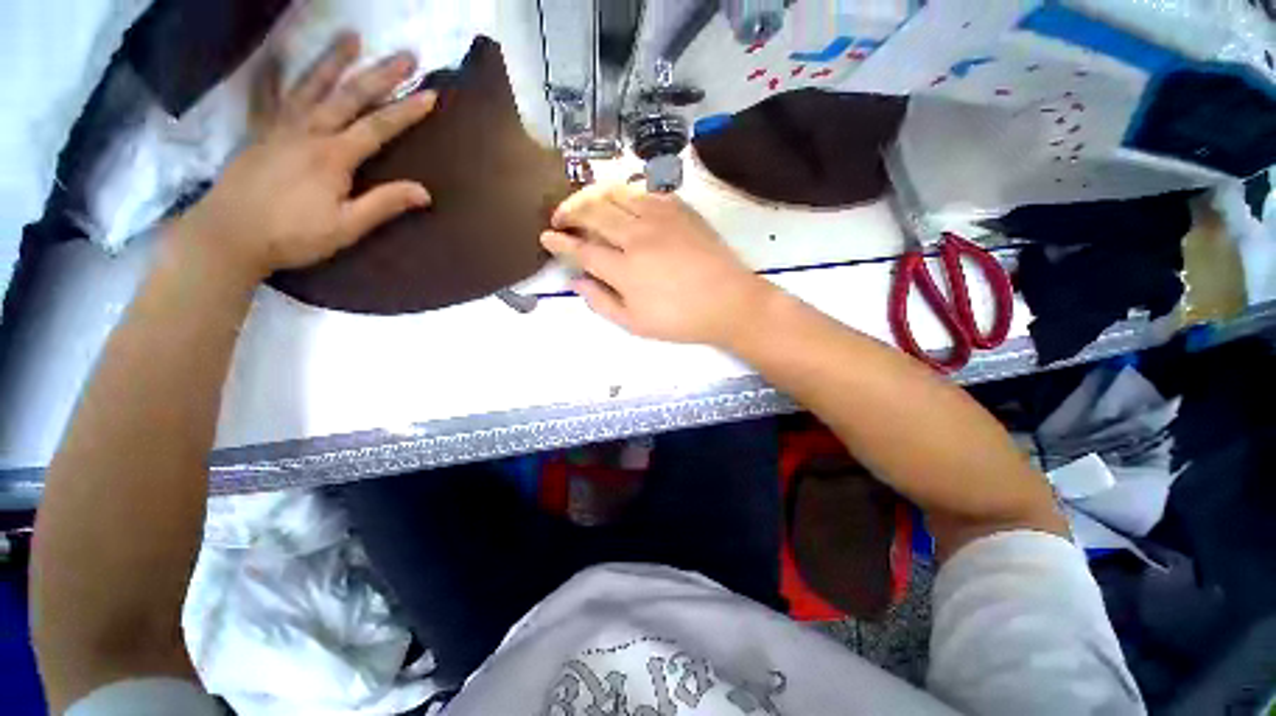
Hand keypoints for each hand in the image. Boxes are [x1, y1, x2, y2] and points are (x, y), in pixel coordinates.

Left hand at [172, 32, 436, 282]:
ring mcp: (281, 127)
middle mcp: (308, 131)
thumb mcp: (346, 227)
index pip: (378, 127)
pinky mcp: (260, 132)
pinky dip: (273, 72)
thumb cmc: (293, 235)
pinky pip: (268, 95)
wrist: (230, 235)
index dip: (406, 110)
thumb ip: (384, 205)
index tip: (430, 94)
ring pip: (311, 85)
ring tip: (352, 36)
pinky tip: (278, 53)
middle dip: (380, 73)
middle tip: (405, 54)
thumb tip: (424, 192)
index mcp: (333, 156)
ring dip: (333, 59)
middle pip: (349, 95)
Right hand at [541, 183, 772, 346]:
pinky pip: (643, 191)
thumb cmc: (681, 319)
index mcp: (625, 269)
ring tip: (584, 205)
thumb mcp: (635, 324)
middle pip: (593, 211)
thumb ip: (601, 302)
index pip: (581, 248)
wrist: (729, 301)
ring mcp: (660, 217)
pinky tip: (621, 203)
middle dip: (568, 211)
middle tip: (559, 218)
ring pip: (615, 193)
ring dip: (592, 196)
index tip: (546, 237)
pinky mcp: (679, 208)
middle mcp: (637, 236)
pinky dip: (624, 193)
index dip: (559, 242)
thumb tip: (575, 281)